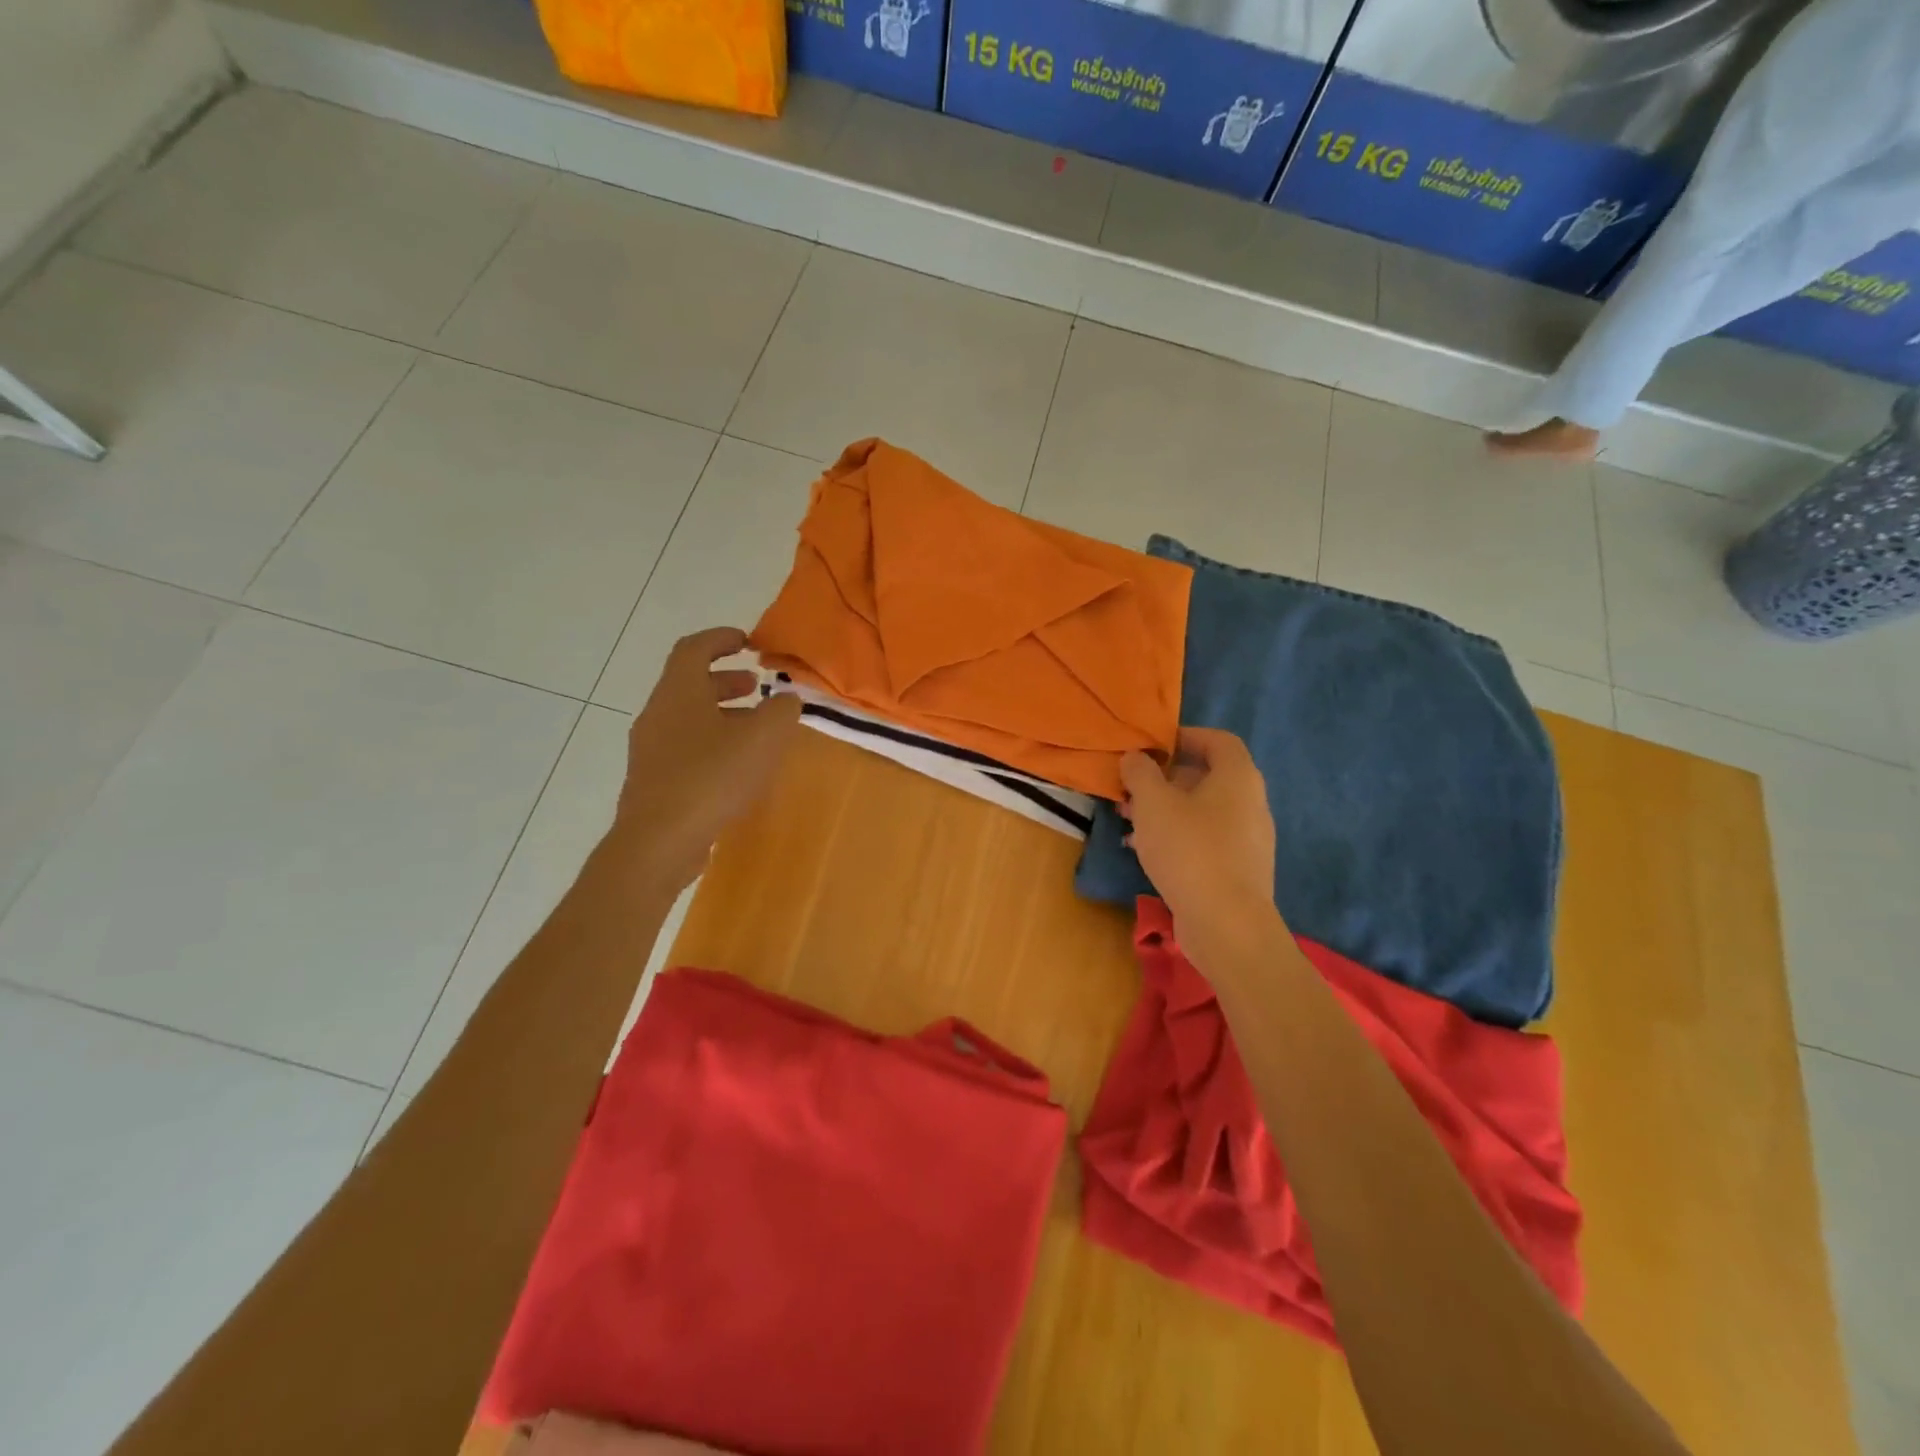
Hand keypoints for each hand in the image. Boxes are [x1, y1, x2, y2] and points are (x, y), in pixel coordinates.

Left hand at [608, 627, 802, 893]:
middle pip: (690, 683)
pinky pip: (684, 748)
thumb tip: (786, 700)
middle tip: (757, 687)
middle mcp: (658, 714)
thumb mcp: (763, 737)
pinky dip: (712, 743)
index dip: (721, 639)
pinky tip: (736, 768)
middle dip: (726, 680)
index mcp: (679, 693)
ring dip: (721, 714)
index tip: (748, 642)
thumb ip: (781, 710)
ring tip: (755, 730)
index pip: (694, 648)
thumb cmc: (712, 778)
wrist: (659, 842)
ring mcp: (650, 750)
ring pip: (688, 718)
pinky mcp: (652, 782)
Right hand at [1119, 728, 1280, 966]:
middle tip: (1132, 788)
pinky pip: (1205, 840)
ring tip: (1129, 821)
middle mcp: (1251, 803)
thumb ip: (1140, 773)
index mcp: (1238, 777)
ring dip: (1165, 810)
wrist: (1227, 924)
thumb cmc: (1190, 850)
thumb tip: (1136, 757)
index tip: (1153, 747)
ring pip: (1202, 811)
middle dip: (1165, 779)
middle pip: (1207, 777)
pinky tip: (1145, 852)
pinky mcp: (1239, 870)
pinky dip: (1177, 837)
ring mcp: (1248, 839)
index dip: (1186, 737)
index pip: (1219, 740)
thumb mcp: (1153, 803)